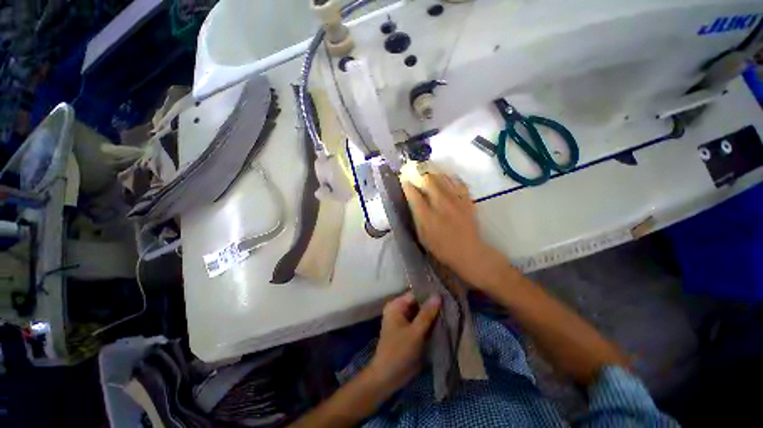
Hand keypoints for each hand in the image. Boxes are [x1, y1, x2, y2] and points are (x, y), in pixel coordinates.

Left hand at [367, 292, 440, 393]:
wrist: (388, 377)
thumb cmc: (399, 351)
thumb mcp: (415, 332)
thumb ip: (427, 313)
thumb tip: (438, 295)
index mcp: (396, 305)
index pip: (415, 294)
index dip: (430, 294)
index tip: (446, 294)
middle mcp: (398, 310)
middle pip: (418, 303)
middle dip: (432, 306)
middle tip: (450, 304)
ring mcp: (403, 321)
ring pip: (420, 313)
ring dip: (432, 315)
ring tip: (449, 312)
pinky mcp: (407, 331)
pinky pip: (419, 322)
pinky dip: (429, 323)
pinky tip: (443, 323)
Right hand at [403, 173, 501, 287]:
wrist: (468, 251)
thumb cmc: (441, 247)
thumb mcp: (422, 235)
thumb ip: (416, 216)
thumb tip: (412, 201)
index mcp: (426, 215)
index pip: (413, 194)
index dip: (407, 184)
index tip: (404, 180)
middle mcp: (440, 204)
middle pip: (428, 180)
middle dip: (420, 173)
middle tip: (416, 171)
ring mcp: (455, 200)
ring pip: (443, 178)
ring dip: (433, 172)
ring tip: (428, 171)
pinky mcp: (466, 200)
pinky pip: (458, 182)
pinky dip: (450, 177)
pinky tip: (446, 178)